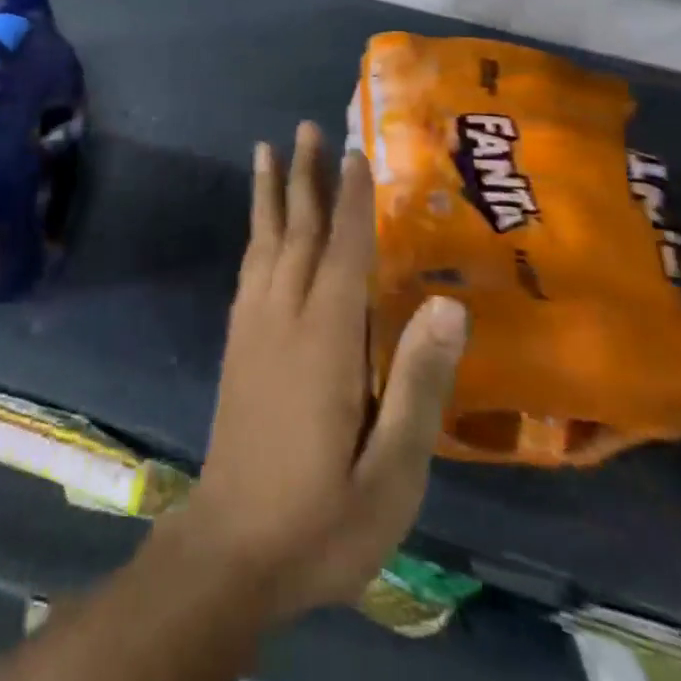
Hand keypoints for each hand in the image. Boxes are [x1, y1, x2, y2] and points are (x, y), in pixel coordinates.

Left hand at [175, 121, 468, 620]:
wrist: (232, 553)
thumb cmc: (324, 518)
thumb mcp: (392, 471)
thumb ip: (419, 383)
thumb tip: (448, 302)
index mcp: (325, 339)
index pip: (344, 250)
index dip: (353, 200)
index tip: (355, 152)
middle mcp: (283, 317)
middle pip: (298, 230)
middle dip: (304, 176)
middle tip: (306, 127)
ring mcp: (252, 328)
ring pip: (264, 242)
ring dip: (270, 194)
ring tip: (268, 152)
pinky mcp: (235, 346)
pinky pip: (247, 271)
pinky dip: (254, 236)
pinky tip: (258, 230)